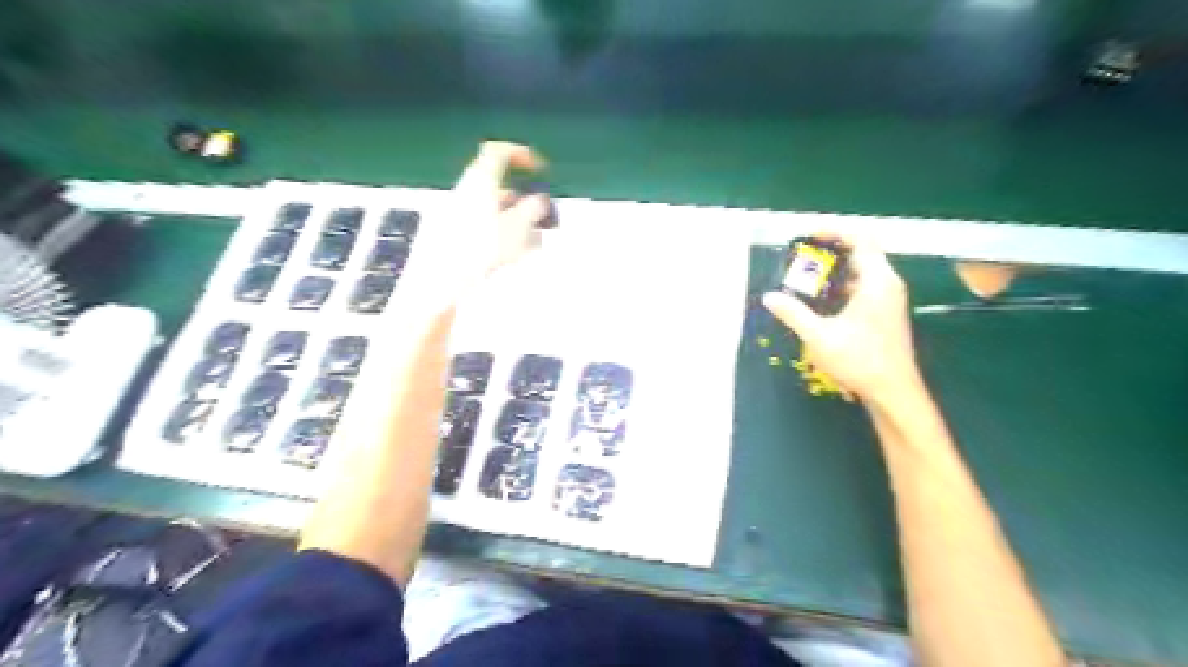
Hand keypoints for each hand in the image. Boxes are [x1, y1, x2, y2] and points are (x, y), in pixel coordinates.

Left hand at [399, 144, 547, 301]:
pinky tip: (512, 254)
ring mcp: (455, 212)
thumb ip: (533, 209)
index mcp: (480, 181)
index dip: (521, 154)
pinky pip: (482, 225)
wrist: (442, 279)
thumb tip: (540, 199)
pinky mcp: (451, 234)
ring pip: (492, 209)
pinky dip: (501, 233)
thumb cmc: (481, 249)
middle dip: (523, 200)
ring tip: (532, 243)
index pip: (499, 152)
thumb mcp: (518, 227)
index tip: (538, 168)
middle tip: (540, 217)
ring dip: (515, 221)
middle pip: (497, 186)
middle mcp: (465, 191)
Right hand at [765, 238, 921, 402]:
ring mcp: (889, 299)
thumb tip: (769, 297)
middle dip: (831, 250)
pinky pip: (864, 286)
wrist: (893, 392)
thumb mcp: (819, 337)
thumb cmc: (860, 360)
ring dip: (836, 269)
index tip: (808, 234)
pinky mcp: (885, 313)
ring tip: (807, 275)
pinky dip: (843, 285)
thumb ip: (793, 313)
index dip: (834, 231)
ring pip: (862, 271)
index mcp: (877, 281)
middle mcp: (887, 284)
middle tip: (802, 255)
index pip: (860, 239)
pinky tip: (821, 300)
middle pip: (861, 252)